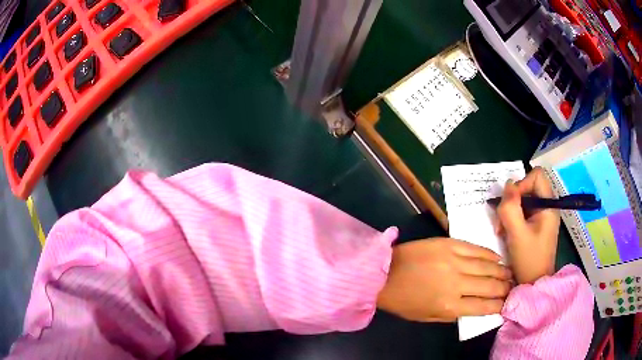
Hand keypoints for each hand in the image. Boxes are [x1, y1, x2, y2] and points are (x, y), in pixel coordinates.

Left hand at [376, 238, 511, 321]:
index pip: (483, 307)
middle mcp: (456, 284)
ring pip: (487, 266)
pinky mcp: (449, 244)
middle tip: (514, 286)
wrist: (383, 273)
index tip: (508, 303)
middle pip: (490, 286)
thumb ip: (452, 314)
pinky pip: (476, 249)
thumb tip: (475, 308)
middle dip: (505, 288)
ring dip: (502, 270)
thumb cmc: (403, 301)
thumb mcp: (427, 317)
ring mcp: (454, 261)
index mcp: (449, 306)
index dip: (499, 305)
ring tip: (510, 273)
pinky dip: (489, 254)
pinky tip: (498, 258)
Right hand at [496, 167, 560, 283]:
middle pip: (528, 187)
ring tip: (501, 230)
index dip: (522, 183)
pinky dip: (512, 220)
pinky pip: (522, 212)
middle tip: (501, 221)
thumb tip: (507, 184)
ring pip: (522, 200)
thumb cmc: (529, 260)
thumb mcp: (517, 234)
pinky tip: (506, 233)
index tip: (511, 203)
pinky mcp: (535, 224)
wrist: (534, 284)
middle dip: (512, 201)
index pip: (536, 176)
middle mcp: (547, 207)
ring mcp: (541, 216)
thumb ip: (511, 208)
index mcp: (548, 205)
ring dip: (509, 212)